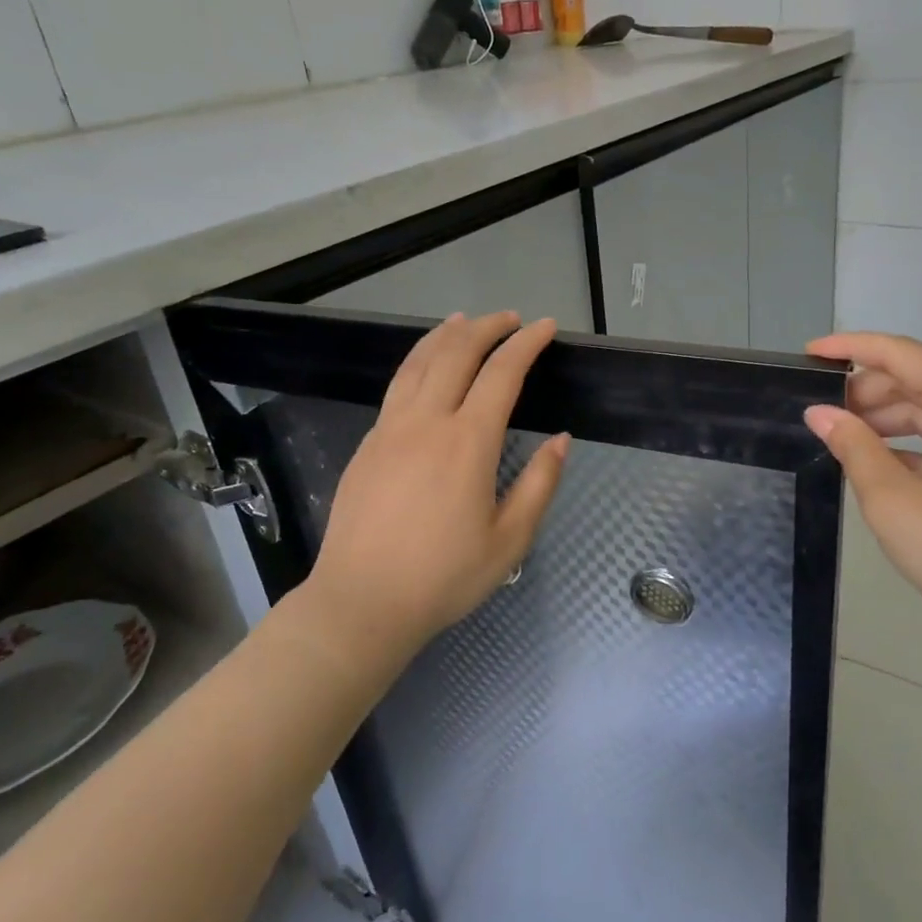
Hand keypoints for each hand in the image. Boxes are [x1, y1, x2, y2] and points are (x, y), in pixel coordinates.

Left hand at [299, 313, 567, 667]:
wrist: (361, 602)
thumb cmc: (444, 577)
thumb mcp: (510, 540)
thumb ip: (539, 484)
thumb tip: (560, 440)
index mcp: (467, 443)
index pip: (502, 373)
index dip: (526, 344)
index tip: (546, 327)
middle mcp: (426, 422)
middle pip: (456, 353)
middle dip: (487, 327)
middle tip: (510, 318)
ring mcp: (390, 429)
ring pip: (418, 362)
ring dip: (445, 335)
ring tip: (464, 321)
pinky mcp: (368, 444)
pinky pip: (397, 386)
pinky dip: (418, 361)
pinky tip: (425, 367)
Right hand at [803, 331, 921, 651]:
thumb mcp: (893, 500)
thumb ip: (853, 446)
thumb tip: (820, 412)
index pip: (900, 354)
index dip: (850, 348)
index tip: (809, 353)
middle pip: (919, 378)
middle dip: (867, 392)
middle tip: (822, 415)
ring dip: (890, 418)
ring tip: (846, 439)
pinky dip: (917, 440)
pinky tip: (885, 462)